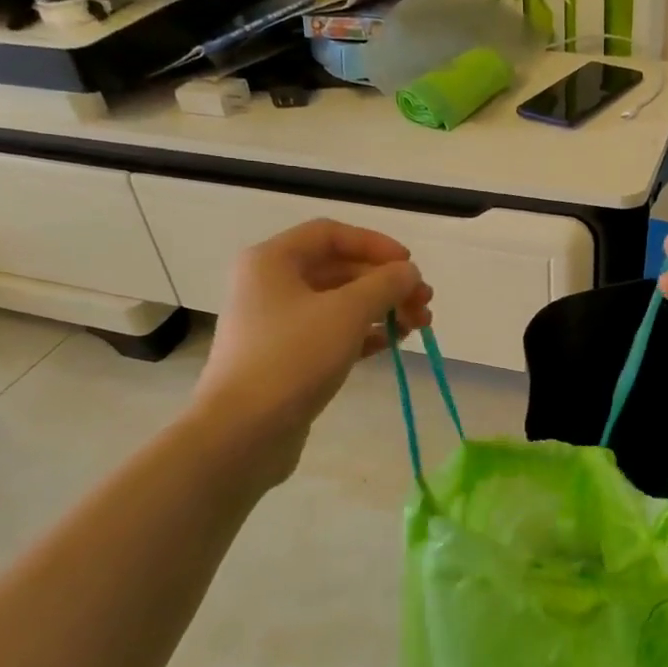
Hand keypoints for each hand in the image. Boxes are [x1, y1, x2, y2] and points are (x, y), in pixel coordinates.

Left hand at [192, 219, 431, 485]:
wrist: (242, 432)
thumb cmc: (293, 358)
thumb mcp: (347, 313)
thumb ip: (385, 284)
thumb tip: (408, 272)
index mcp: (273, 261)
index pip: (331, 234)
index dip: (375, 244)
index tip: (410, 266)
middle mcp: (270, 286)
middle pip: (339, 270)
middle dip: (386, 284)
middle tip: (424, 303)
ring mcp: (277, 325)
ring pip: (339, 305)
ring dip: (381, 310)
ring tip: (419, 326)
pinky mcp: (286, 359)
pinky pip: (332, 334)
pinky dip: (364, 334)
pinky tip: (393, 344)